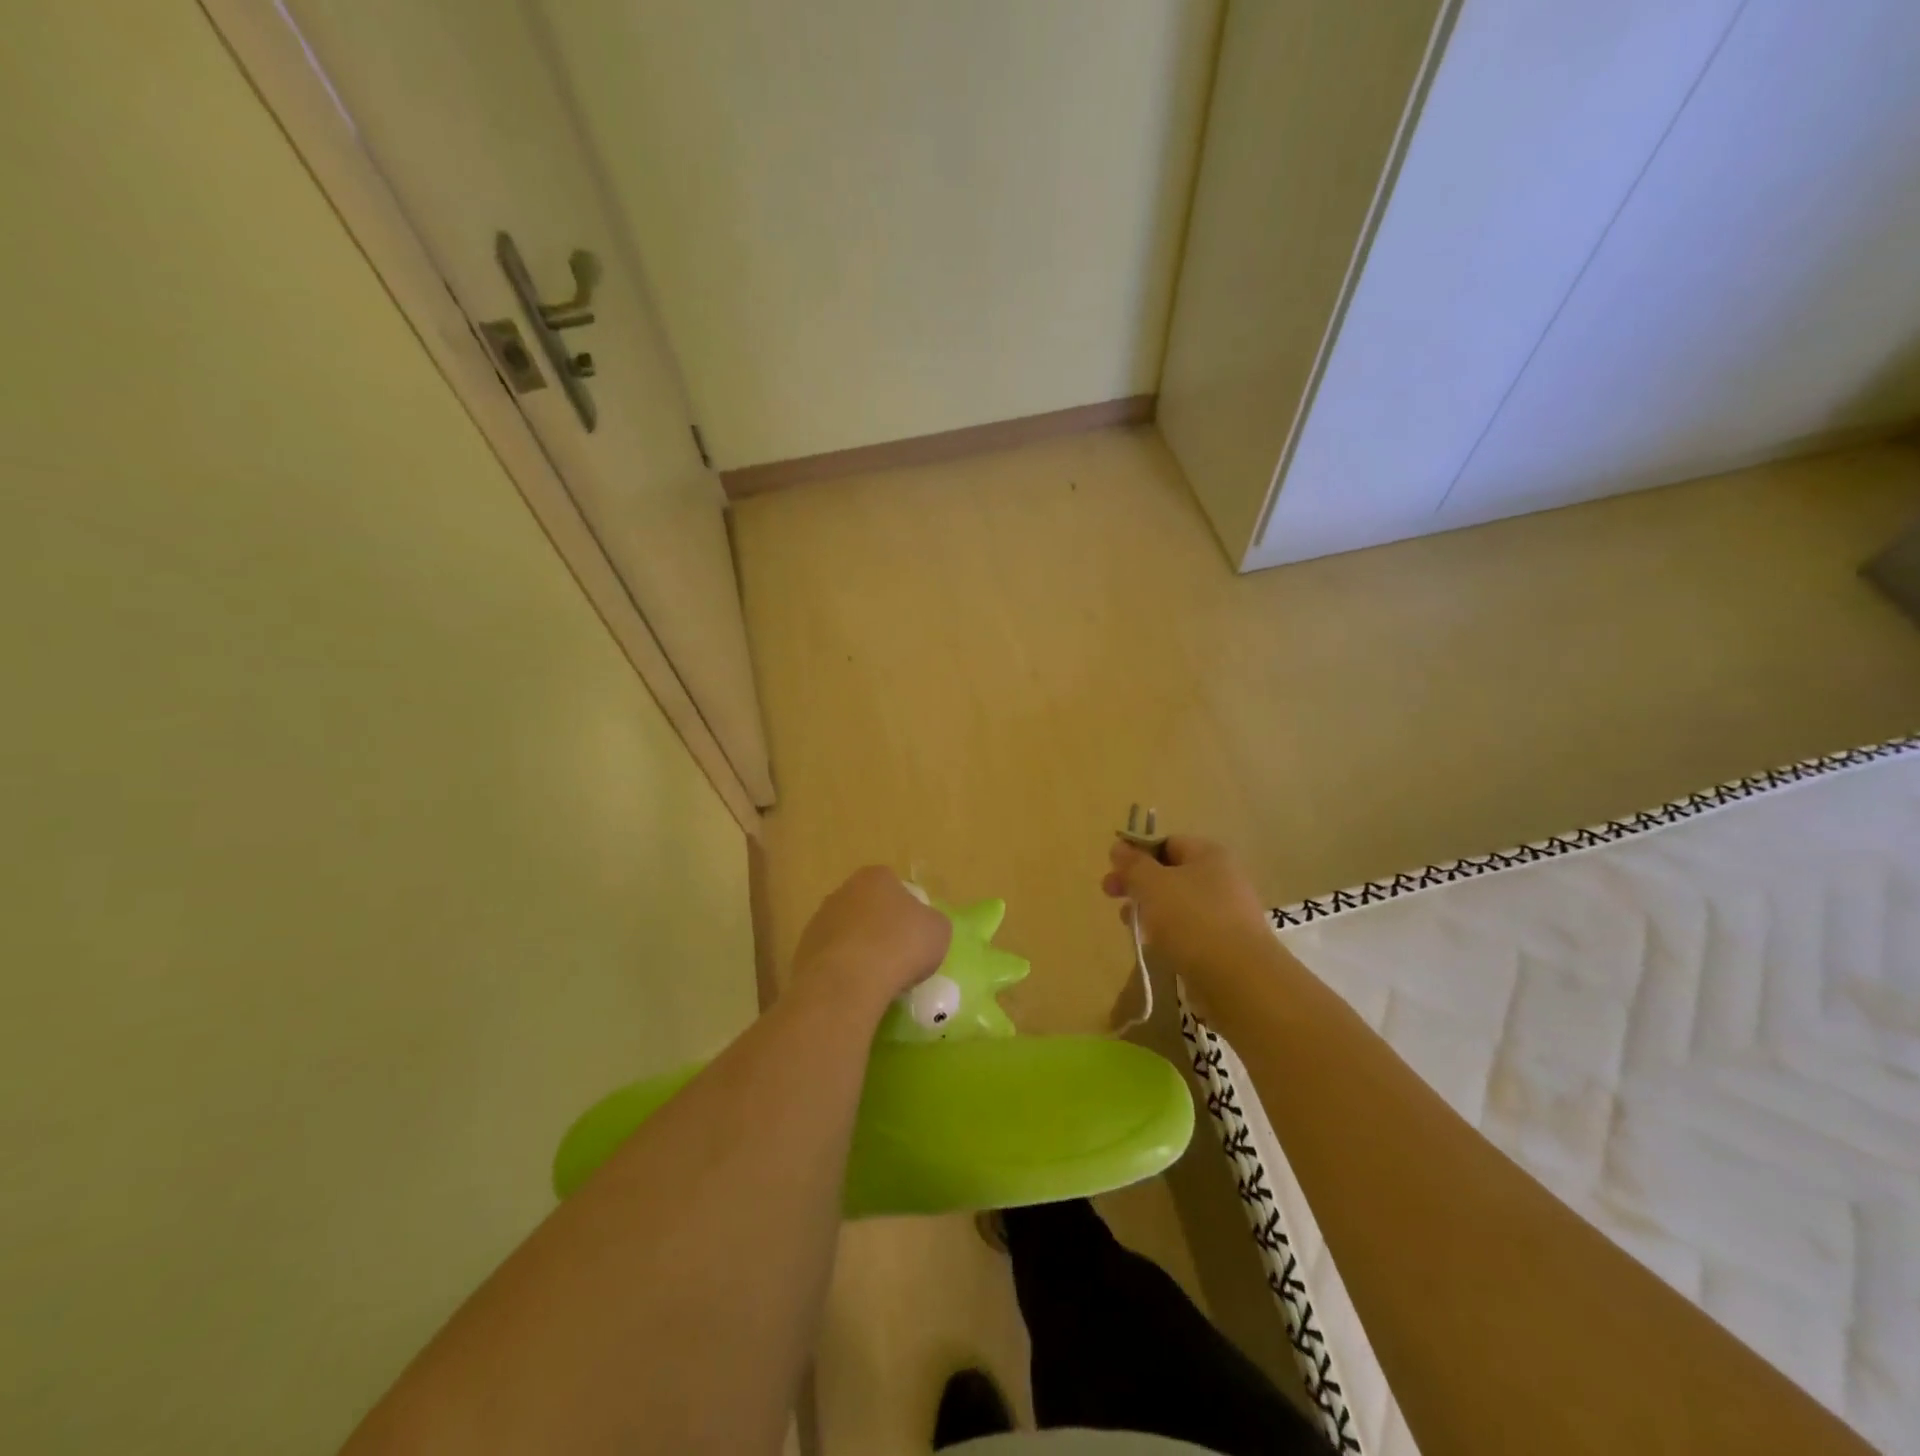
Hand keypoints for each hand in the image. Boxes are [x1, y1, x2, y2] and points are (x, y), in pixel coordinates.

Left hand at [790, 866, 951, 1014]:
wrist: (848, 982)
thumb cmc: (900, 946)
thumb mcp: (938, 931)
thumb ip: (931, 923)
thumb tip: (923, 928)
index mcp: (875, 877)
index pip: (895, 886)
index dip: (908, 911)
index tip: (915, 937)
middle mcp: (843, 891)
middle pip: (868, 909)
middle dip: (880, 929)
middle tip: (898, 958)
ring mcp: (819, 921)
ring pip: (847, 934)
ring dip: (860, 951)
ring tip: (877, 981)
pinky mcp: (803, 952)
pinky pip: (832, 960)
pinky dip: (843, 972)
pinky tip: (856, 990)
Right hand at [1102, 836, 1275, 998]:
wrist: (1238, 979)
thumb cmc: (1192, 920)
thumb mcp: (1152, 884)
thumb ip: (1133, 864)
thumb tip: (1119, 846)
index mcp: (1208, 855)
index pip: (1166, 843)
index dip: (1136, 852)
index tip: (1112, 868)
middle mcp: (1222, 878)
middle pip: (1170, 873)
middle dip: (1137, 883)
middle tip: (1109, 894)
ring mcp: (1226, 912)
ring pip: (1177, 903)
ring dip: (1149, 909)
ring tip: (1128, 923)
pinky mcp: (1225, 944)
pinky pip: (1189, 930)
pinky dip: (1167, 933)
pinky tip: (1152, 945)